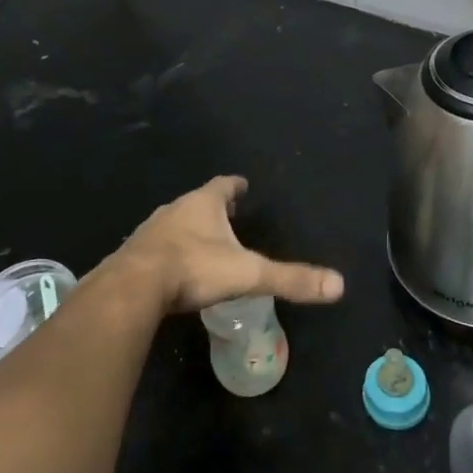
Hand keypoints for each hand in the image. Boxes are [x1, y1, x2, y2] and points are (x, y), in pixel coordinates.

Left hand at [103, 176, 344, 314]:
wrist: (134, 287)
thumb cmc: (194, 269)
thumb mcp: (248, 274)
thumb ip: (290, 279)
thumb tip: (339, 285)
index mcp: (203, 204)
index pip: (224, 185)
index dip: (235, 185)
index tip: (243, 185)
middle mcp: (175, 209)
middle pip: (198, 202)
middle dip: (213, 208)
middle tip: (228, 215)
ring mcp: (151, 231)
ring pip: (175, 223)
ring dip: (189, 229)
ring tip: (203, 242)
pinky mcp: (134, 255)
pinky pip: (156, 248)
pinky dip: (169, 252)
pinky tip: (174, 269)